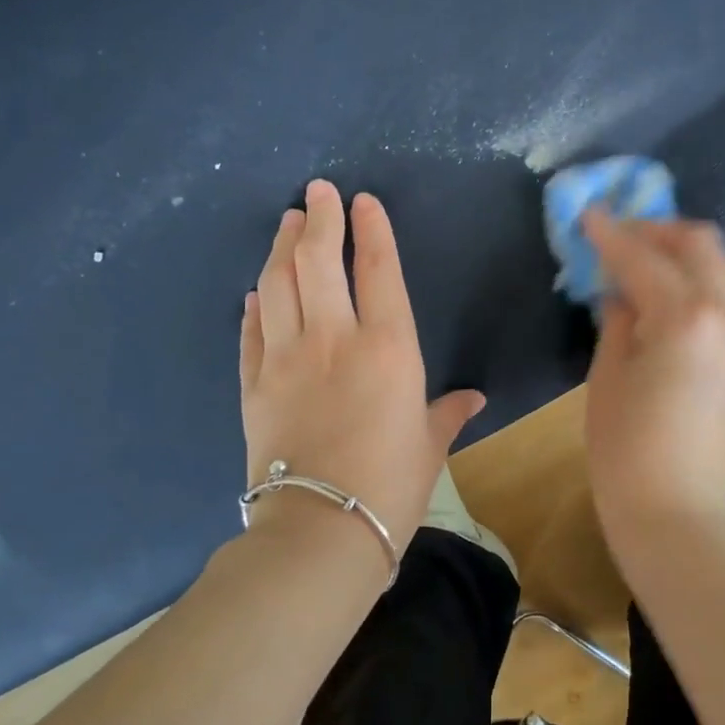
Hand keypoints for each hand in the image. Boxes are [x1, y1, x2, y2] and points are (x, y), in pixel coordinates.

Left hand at [239, 180, 483, 555]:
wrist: (320, 531)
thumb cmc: (391, 486)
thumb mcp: (429, 446)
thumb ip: (447, 413)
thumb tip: (472, 398)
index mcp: (388, 348)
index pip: (378, 270)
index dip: (371, 229)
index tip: (362, 200)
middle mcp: (333, 339)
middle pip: (318, 262)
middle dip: (318, 220)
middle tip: (316, 192)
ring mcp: (285, 359)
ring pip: (278, 285)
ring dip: (282, 247)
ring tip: (287, 222)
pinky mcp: (253, 385)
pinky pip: (251, 332)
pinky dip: (255, 305)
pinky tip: (258, 290)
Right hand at [580, 211, 724, 541]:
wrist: (675, 513)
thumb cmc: (625, 450)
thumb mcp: (607, 377)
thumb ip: (618, 322)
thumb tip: (621, 294)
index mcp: (684, 319)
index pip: (643, 258)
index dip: (611, 233)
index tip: (589, 215)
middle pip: (700, 244)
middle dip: (658, 230)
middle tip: (623, 236)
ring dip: (693, 253)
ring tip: (657, 264)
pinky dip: (712, 283)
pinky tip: (682, 300)